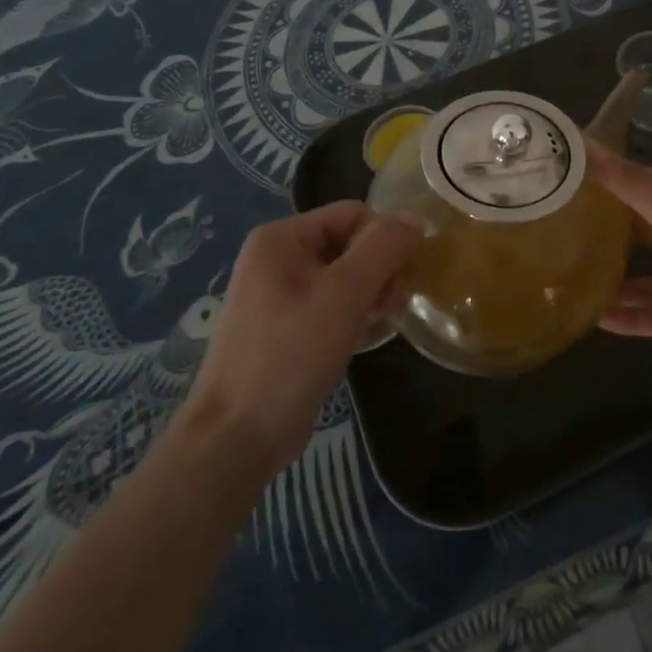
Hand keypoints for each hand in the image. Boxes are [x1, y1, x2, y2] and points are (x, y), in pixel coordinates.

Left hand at [186, 203, 418, 470]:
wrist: (237, 437)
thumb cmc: (291, 354)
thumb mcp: (345, 293)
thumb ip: (384, 247)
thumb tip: (414, 217)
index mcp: (281, 237)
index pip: (354, 214)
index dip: (385, 241)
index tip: (399, 280)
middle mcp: (278, 257)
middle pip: (352, 243)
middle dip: (381, 270)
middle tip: (392, 306)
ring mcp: (280, 294)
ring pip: (347, 276)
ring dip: (372, 294)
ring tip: (379, 325)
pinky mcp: (288, 327)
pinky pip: (333, 304)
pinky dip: (355, 315)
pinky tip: (364, 339)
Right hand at [591, 145, 651, 394]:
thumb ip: (630, 183)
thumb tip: (586, 146)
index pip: (645, 182)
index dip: (611, 174)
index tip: (571, 171)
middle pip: (643, 229)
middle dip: (607, 227)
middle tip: (560, 224)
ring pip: (645, 278)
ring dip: (613, 278)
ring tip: (570, 274)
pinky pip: (651, 317)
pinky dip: (627, 318)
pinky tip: (595, 318)